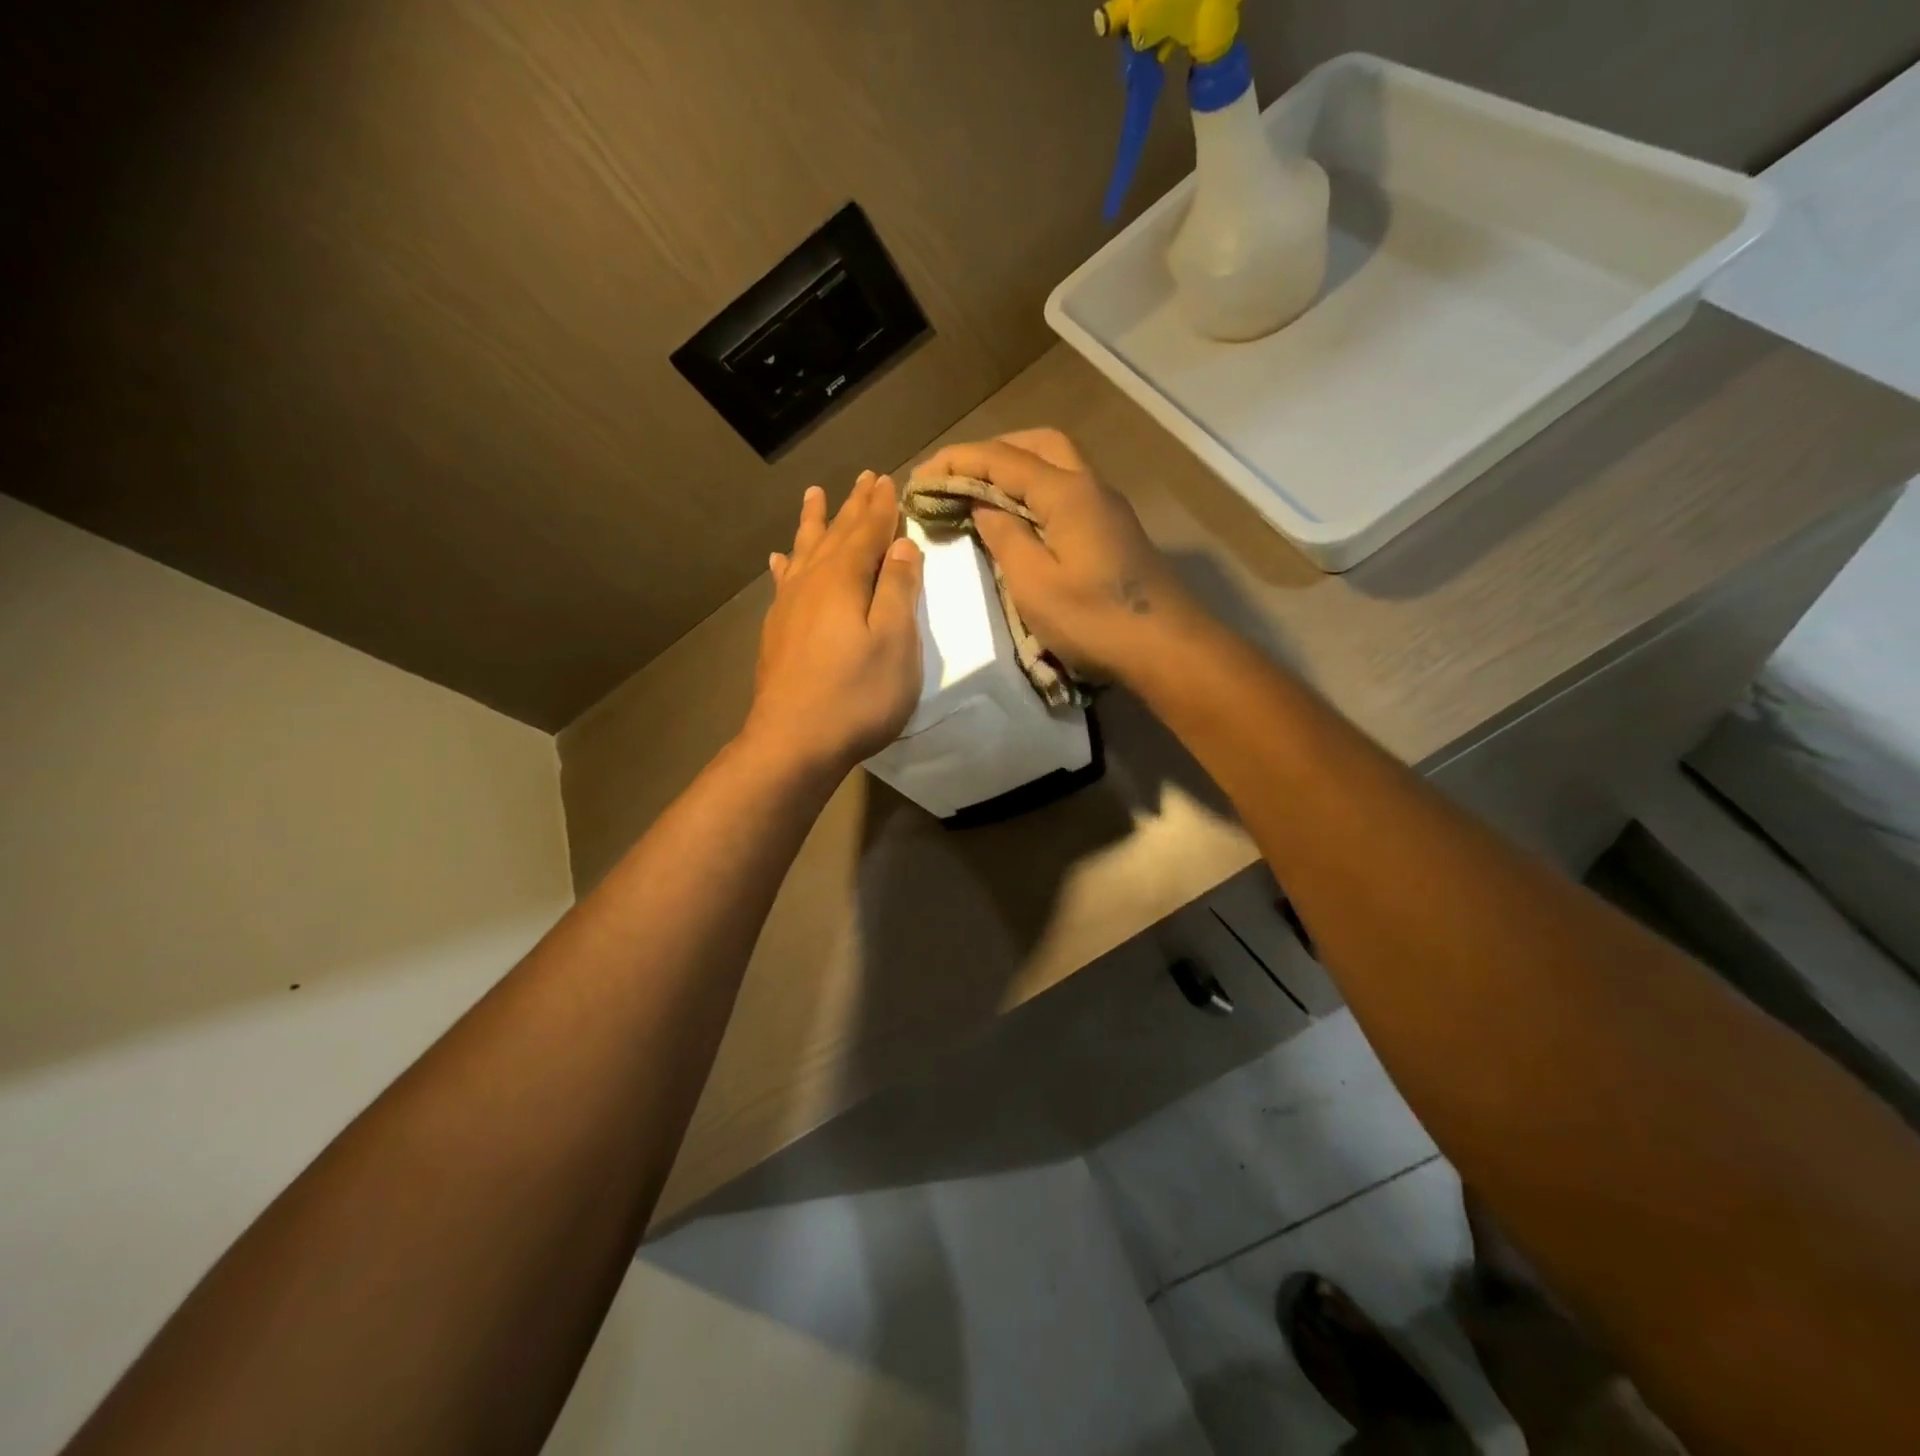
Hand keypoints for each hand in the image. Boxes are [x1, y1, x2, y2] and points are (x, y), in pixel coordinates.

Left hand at [743, 471, 923, 777]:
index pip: (868, 531)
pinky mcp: (777, 632)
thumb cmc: (856, 695)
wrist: (793, 742)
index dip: (881, 506)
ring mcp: (788, 607)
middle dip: (852, 506)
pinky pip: (783, 582)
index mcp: (844, 580)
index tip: (889, 479)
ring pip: (804, 551)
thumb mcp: (896, 642)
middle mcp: (812, 583)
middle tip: (863, 477)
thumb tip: (901, 544)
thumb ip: (899, 590)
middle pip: (835, 535)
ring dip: (814, 523)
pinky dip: (786, 565)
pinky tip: (780, 559)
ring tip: (814, 495)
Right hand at [914, 429, 1199, 678]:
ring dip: (1016, 468)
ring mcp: (1107, 506)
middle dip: (990, 452)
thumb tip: (984, 507)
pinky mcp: (1114, 530)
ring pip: (1057, 463)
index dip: (957, 462)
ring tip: (981, 493)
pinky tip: (1020, 517)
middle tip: (955, 478)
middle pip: (1036, 445)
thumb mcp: (1034, 584)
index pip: (1002, 458)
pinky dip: (1036, 490)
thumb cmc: (1094, 620)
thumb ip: (1004, 537)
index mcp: (1066, 492)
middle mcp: (1089, 486)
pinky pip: (1068, 489)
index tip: (920, 477)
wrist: (1166, 647)